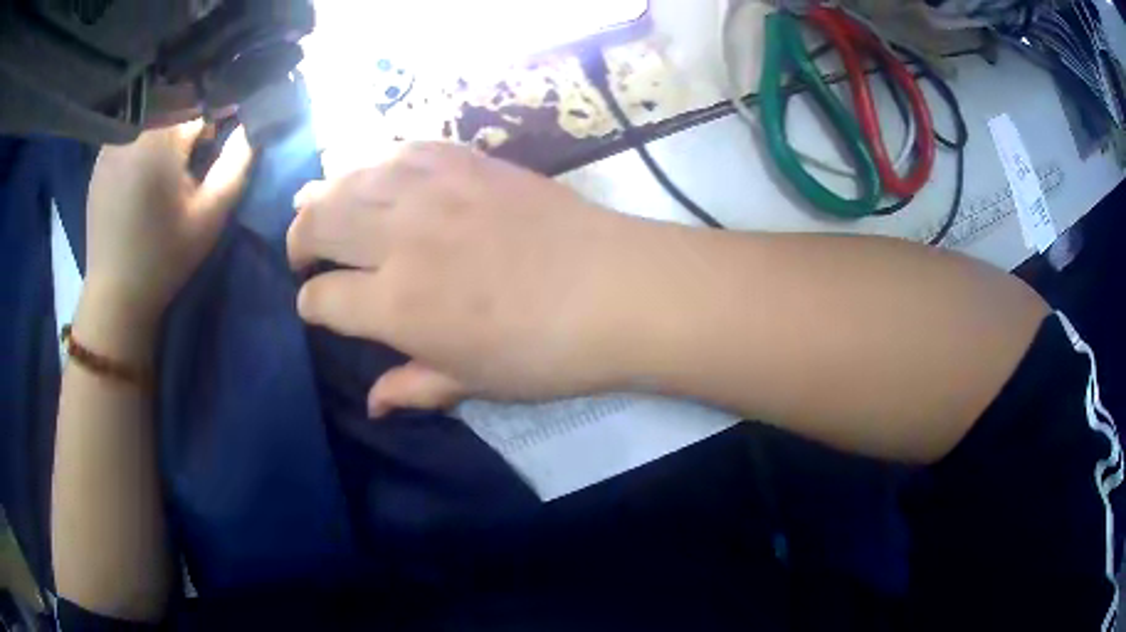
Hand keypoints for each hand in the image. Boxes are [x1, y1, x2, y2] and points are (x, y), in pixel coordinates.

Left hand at [85, 121, 252, 317]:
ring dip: (165, 128)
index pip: (202, 102)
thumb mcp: (209, 216)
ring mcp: (112, 142)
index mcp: (162, 137)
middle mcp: (134, 129)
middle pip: (175, 102)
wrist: (115, 296)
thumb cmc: (164, 257)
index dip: (216, 121)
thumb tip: (251, 126)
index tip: (216, 146)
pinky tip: (141, 175)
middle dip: (190, 121)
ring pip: (151, 113)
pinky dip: (143, 139)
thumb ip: (236, 164)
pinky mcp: (100, 158)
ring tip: (164, 168)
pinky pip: (130, 130)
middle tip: (191, 159)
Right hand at [289, 143, 658, 415]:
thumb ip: (414, 386)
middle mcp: (400, 238)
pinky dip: (379, 161)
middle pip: (320, 221)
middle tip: (302, 250)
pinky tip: (378, 172)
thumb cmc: (545, 352)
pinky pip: (404, 149)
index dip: (310, 304)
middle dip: (299, 237)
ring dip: (326, 192)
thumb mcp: (473, 383)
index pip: (322, 297)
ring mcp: (433, 189)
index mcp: (396, 304)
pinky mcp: (467, 161)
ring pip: (352, 177)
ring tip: (318, 203)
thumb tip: (373, 403)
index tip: (314, 307)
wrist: (616, 289)